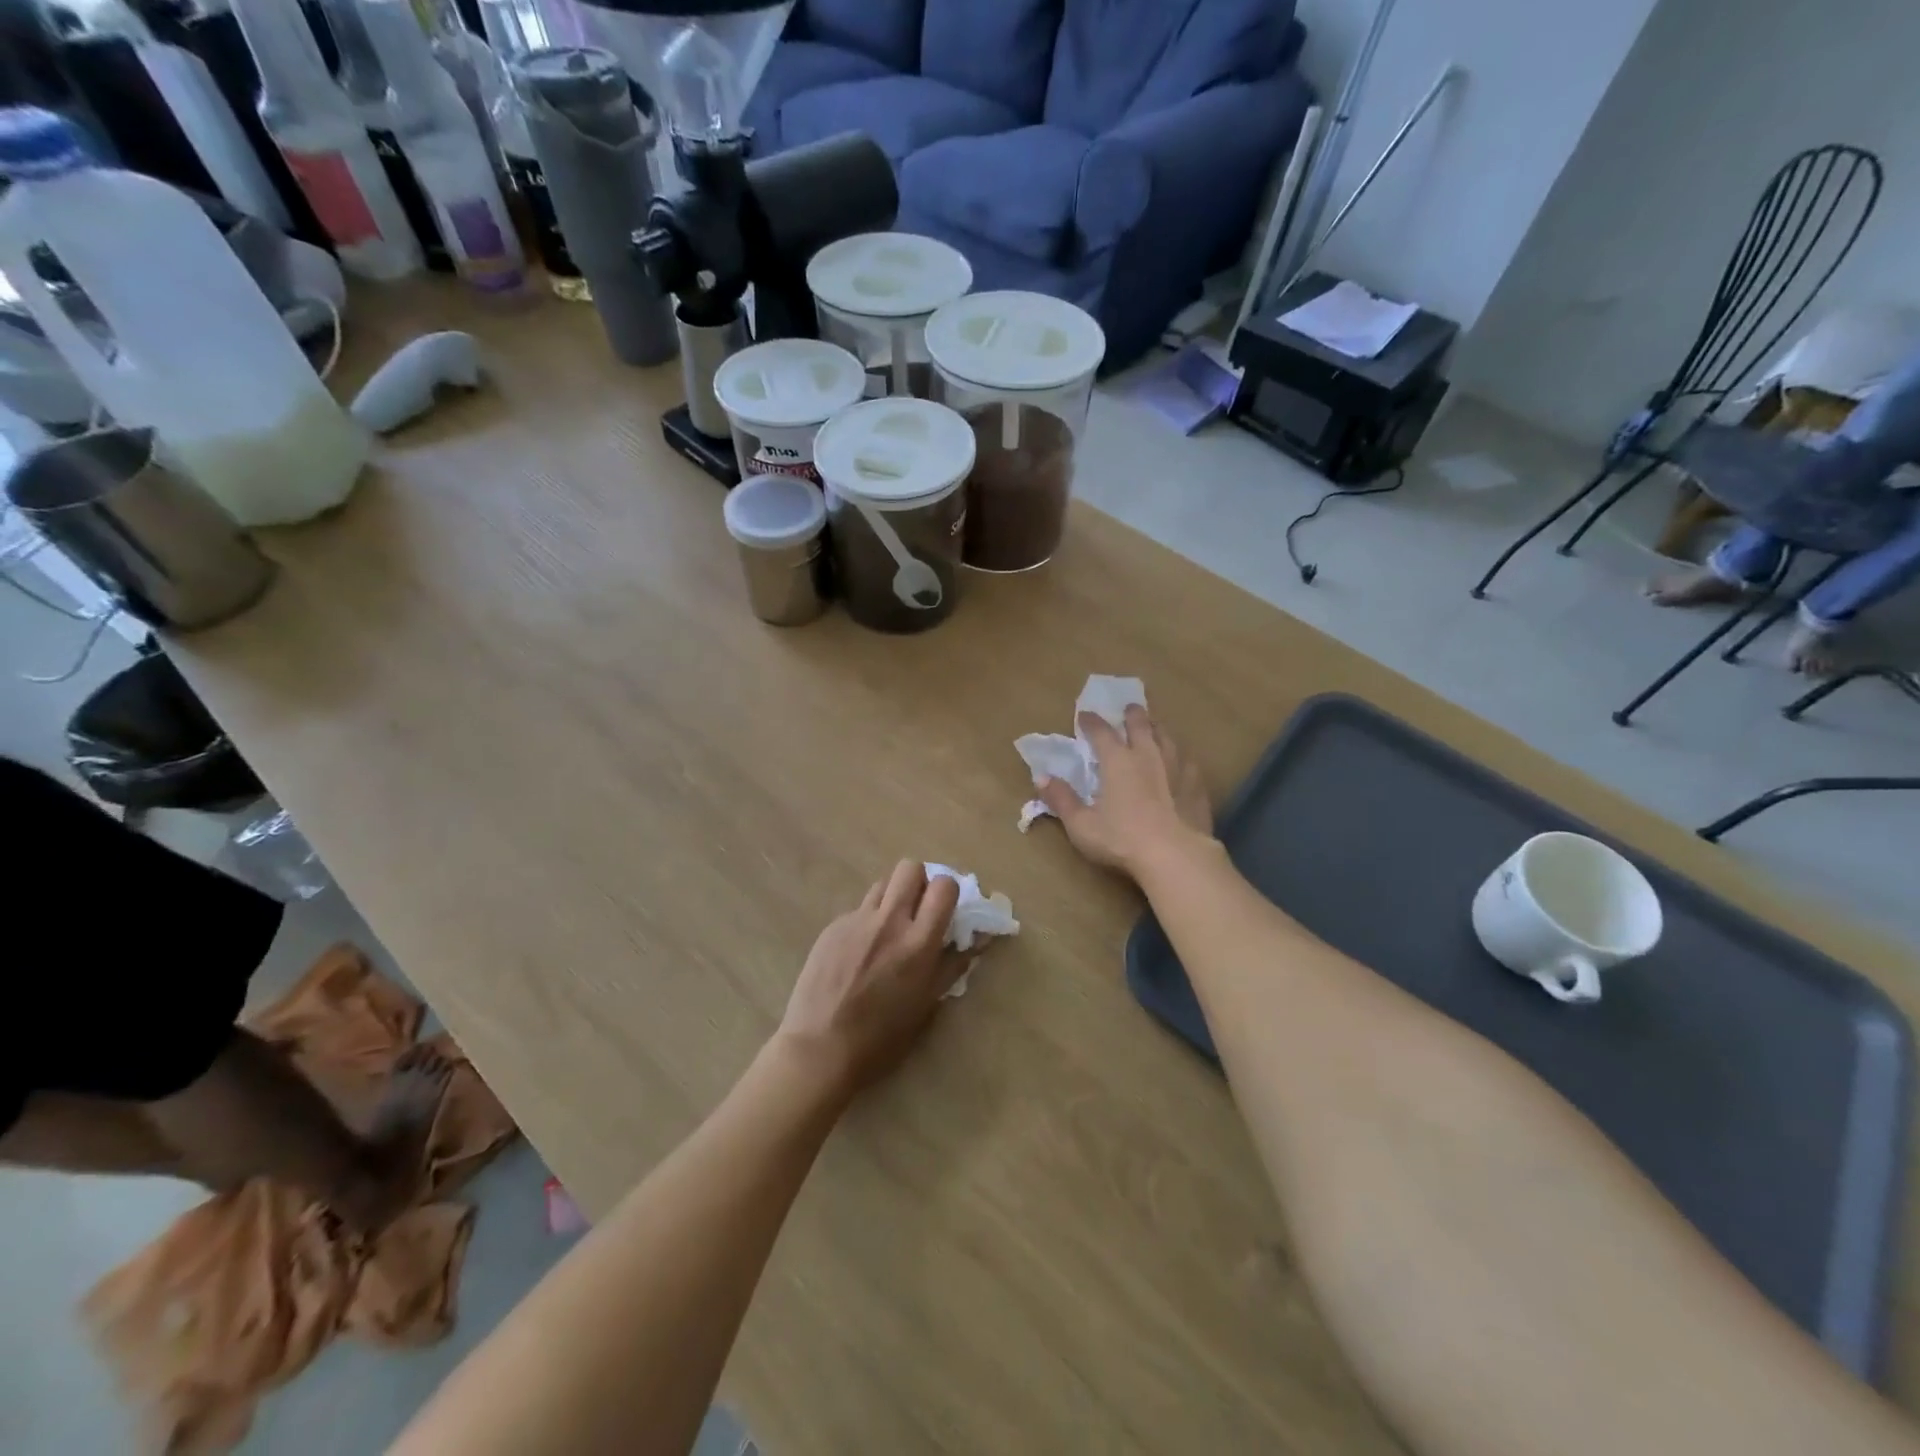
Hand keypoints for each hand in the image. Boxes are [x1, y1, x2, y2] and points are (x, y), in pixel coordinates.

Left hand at [777, 861, 968, 1097]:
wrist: (819, 1049)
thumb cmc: (882, 1038)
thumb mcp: (927, 1005)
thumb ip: (953, 965)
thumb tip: (978, 939)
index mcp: (919, 942)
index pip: (943, 886)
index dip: (948, 892)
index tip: (945, 909)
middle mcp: (889, 921)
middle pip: (910, 868)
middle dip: (919, 882)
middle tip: (918, 909)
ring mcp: (856, 920)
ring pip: (882, 883)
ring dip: (893, 897)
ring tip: (889, 927)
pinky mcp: (832, 927)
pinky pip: (858, 909)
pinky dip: (867, 921)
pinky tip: (859, 951)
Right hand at [1037, 706, 1213, 879]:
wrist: (1175, 856)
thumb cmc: (1122, 840)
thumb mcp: (1081, 824)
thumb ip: (1061, 799)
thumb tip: (1041, 778)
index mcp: (1117, 761)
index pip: (1101, 731)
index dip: (1091, 721)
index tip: (1084, 715)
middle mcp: (1147, 755)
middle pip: (1141, 725)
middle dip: (1133, 714)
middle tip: (1130, 708)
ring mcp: (1177, 768)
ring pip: (1168, 737)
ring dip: (1158, 729)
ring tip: (1155, 727)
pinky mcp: (1197, 786)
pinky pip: (1189, 761)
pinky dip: (1181, 756)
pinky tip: (1183, 762)